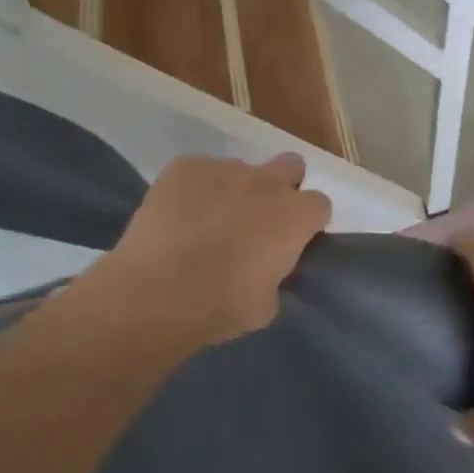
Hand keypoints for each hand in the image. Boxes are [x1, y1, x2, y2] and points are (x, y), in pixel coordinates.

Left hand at [97, 152, 331, 350]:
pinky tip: (178, 216)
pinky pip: (199, 171)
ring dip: (233, 191)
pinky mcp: (184, 166)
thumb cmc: (219, 307)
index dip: (306, 222)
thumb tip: (268, 267)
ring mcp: (224, 168)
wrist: (154, 294)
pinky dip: (195, 189)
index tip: (291, 241)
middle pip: (291, 165)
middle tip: (259, 219)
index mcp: (294, 216)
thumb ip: (277, 275)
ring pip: (240, 171)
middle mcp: (265, 182)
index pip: (320, 204)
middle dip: (282, 186)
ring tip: (205, 223)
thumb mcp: (267, 305)